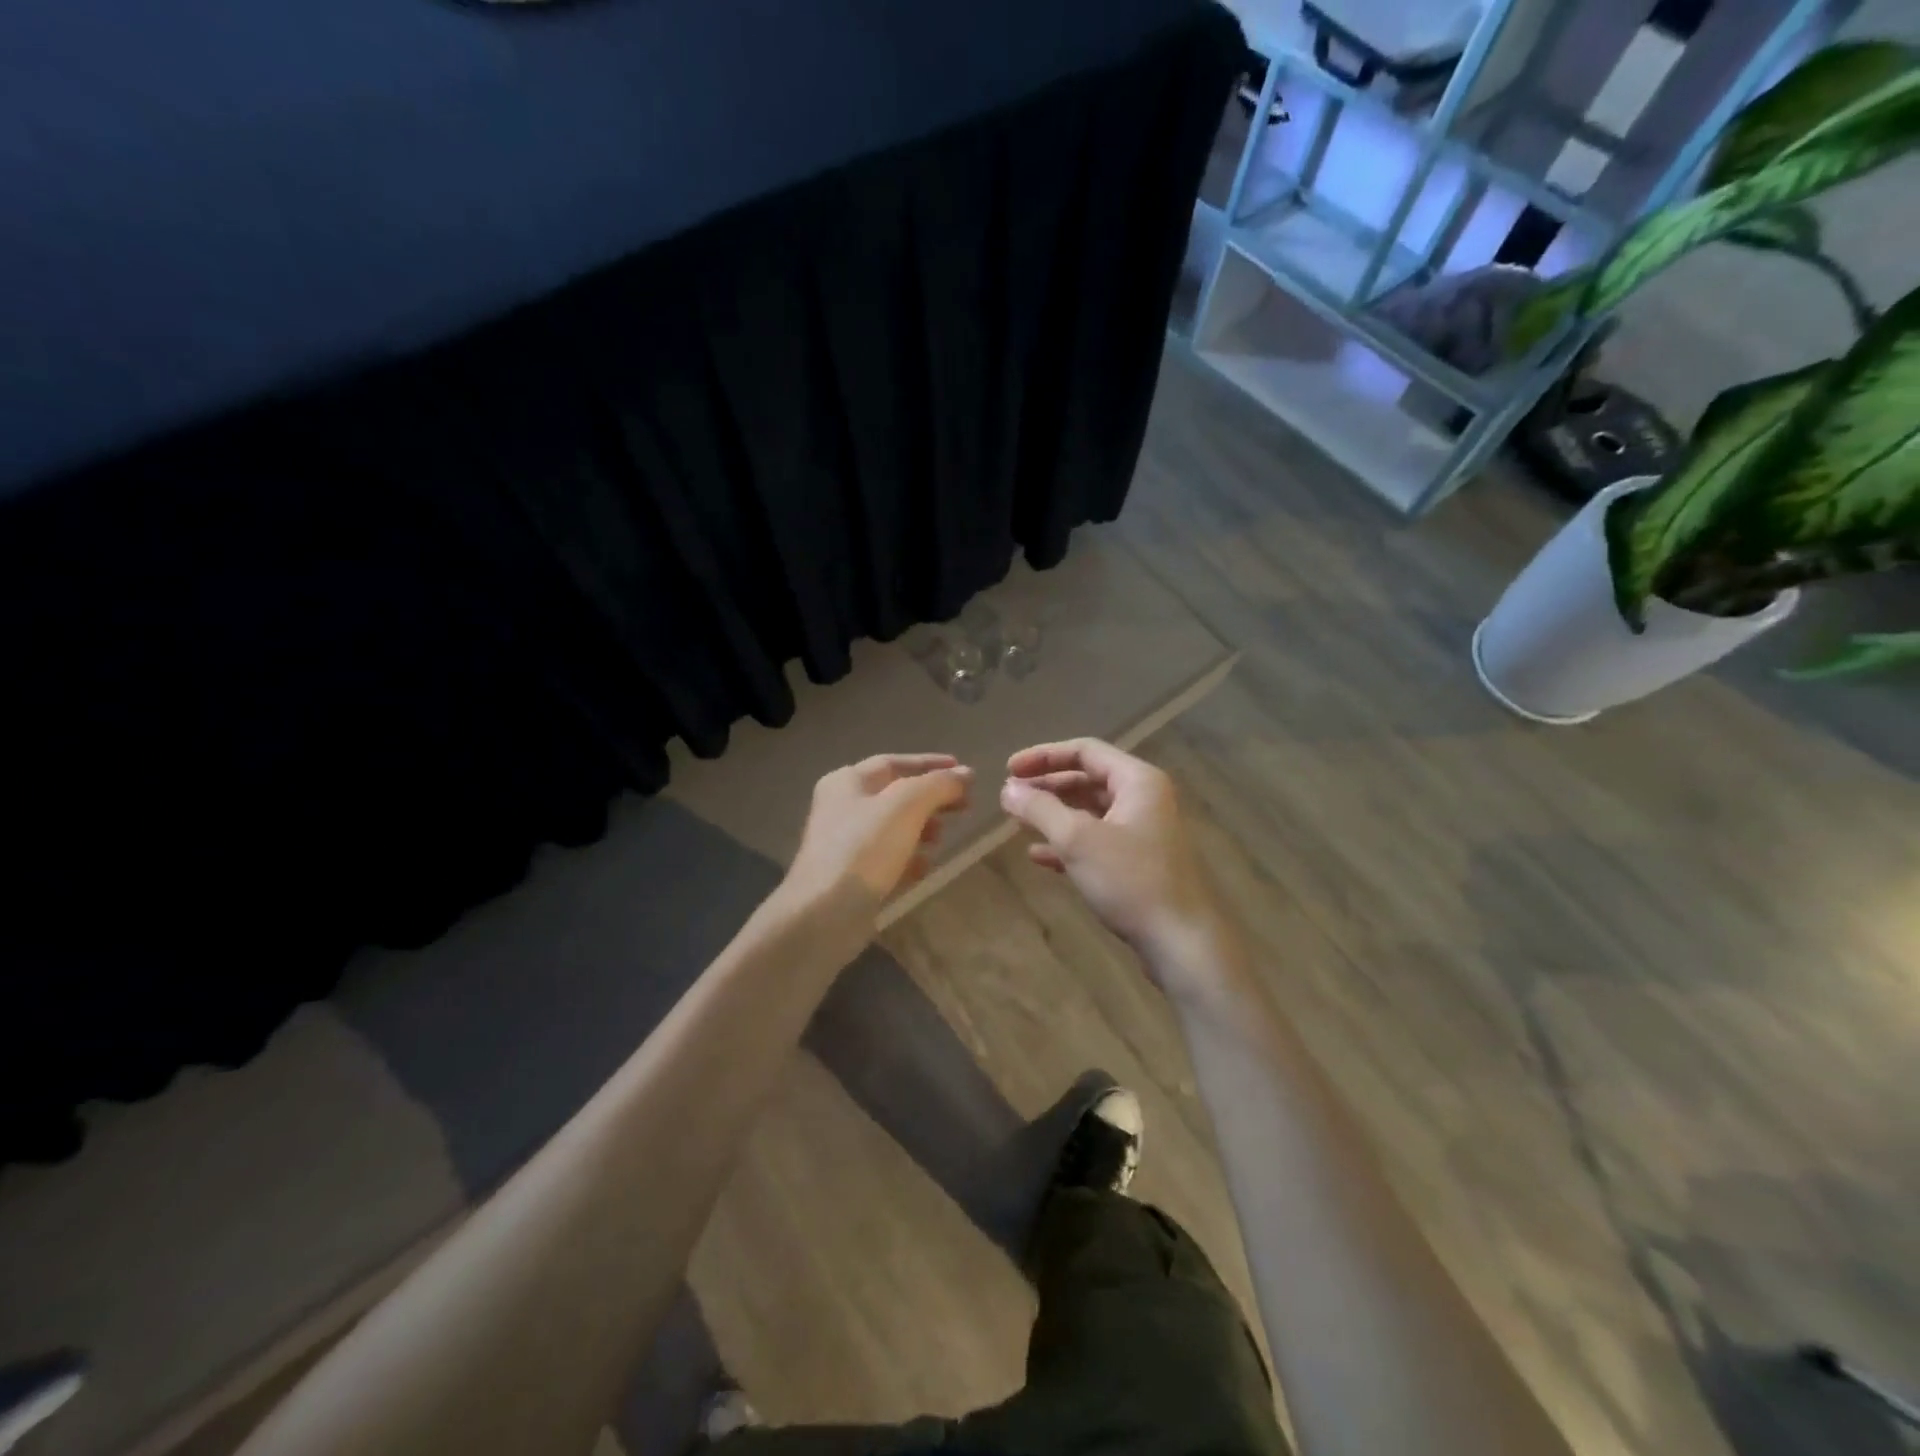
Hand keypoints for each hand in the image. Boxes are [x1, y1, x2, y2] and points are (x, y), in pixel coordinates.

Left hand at [781, 753, 971, 935]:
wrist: (824, 915)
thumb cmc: (864, 849)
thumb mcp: (906, 805)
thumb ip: (937, 785)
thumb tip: (966, 774)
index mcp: (847, 782)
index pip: (894, 763)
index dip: (930, 764)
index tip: (964, 771)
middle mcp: (842, 808)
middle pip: (895, 795)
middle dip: (931, 798)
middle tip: (965, 805)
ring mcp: (845, 844)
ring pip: (893, 828)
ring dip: (922, 828)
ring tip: (943, 837)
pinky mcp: (851, 877)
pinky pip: (887, 858)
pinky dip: (909, 858)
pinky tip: (924, 867)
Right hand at [1000, 739, 1225, 982]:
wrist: (1182, 942)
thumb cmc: (1131, 880)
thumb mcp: (1078, 840)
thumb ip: (1040, 809)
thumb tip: (1008, 790)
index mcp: (1137, 780)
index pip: (1085, 751)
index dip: (1043, 756)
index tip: (1008, 770)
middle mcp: (1143, 799)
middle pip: (1087, 779)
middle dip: (1047, 786)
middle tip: (1011, 797)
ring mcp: (1143, 833)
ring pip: (1090, 812)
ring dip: (1054, 814)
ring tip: (1018, 822)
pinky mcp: (1138, 864)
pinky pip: (1096, 842)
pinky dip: (1067, 843)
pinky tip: (1039, 857)